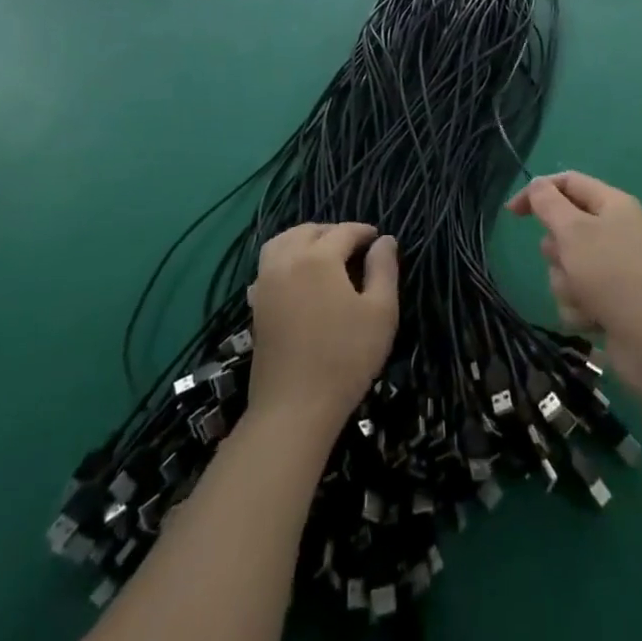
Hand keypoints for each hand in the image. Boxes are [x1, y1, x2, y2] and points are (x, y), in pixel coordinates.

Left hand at [247, 223, 397, 431]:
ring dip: (304, 239)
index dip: (364, 232)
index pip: (344, 232)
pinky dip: (284, 257)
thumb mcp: (381, 312)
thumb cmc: (345, 358)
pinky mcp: (256, 305)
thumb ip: (384, 269)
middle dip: (334, 232)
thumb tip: (385, 241)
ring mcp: (266, 282)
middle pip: (309, 231)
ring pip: (282, 242)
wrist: (293, 409)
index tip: (378, 240)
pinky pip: (268, 265)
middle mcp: (288, 260)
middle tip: (355, 248)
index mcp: (319, 257)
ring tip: (324, 254)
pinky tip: (298, 277)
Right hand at [506, 173, 641, 393]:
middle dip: (556, 251)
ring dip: (566, 283)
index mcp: (613, 204)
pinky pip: (579, 295)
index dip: (537, 192)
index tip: (512, 213)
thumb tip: (537, 185)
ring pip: (567, 266)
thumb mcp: (574, 231)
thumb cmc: (613, 275)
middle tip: (566, 261)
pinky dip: (580, 307)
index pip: (568, 183)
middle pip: (565, 228)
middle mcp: (616, 230)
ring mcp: (615, 268)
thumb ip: (548, 204)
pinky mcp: (613, 301)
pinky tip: (593, 318)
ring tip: (584, 297)